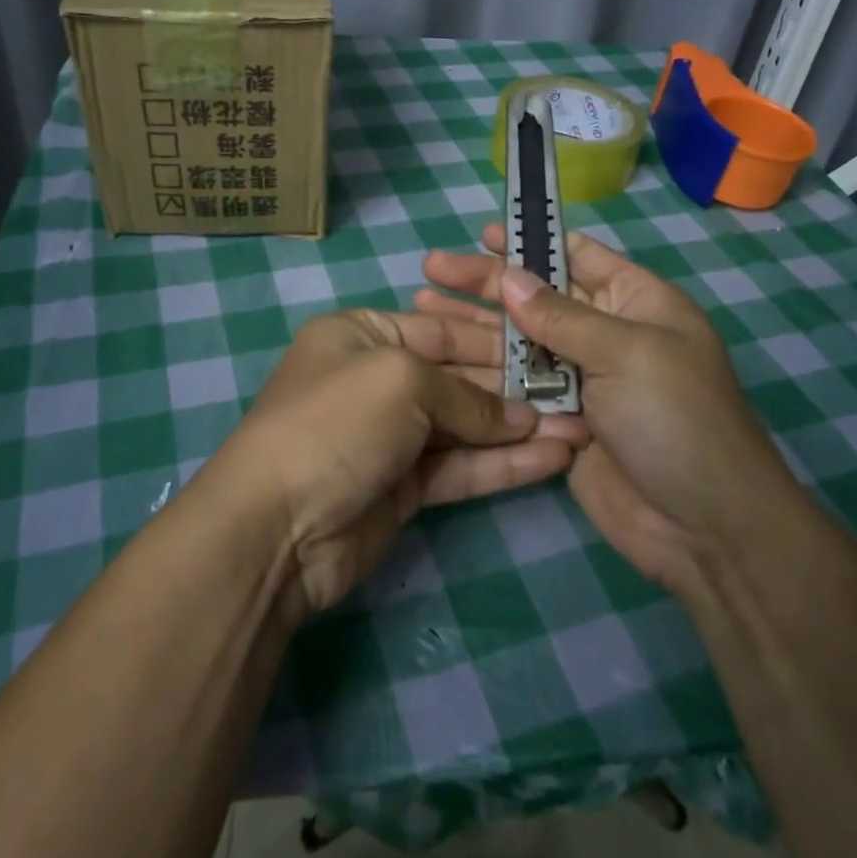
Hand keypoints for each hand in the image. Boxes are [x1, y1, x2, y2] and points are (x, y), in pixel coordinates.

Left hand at [205, 309, 587, 618]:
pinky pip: (460, 468)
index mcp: (362, 335)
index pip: (441, 330)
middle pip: (457, 378)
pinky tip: (552, 459)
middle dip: (514, 389)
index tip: (549, 349)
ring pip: (465, 427)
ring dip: (518, 430)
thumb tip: (523, 417)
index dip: (495, 341)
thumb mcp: (402, 382)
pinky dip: (502, 464)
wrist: (276, 528)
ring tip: (580, 430)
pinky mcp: (403, 488)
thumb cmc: (336, 423)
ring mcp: (390, 437)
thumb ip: (468, 397)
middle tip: (576, 393)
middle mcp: (376, 380)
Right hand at [420, 225, 796, 595]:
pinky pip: (515, 386)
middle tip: (432, 269)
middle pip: (538, 297)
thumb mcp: (626, 352)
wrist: (703, 527)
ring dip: (473, 324)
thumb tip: (509, 278)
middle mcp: (606, 333)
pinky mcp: (557, 419)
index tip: (483, 235)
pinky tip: (441, 357)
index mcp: (637, 302)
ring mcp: (580, 378)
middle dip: (487, 283)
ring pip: (518, 341)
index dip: (532, 242)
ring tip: (421, 305)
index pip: (578, 257)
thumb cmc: (677, 419)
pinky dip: (481, 371)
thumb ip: (563, 316)